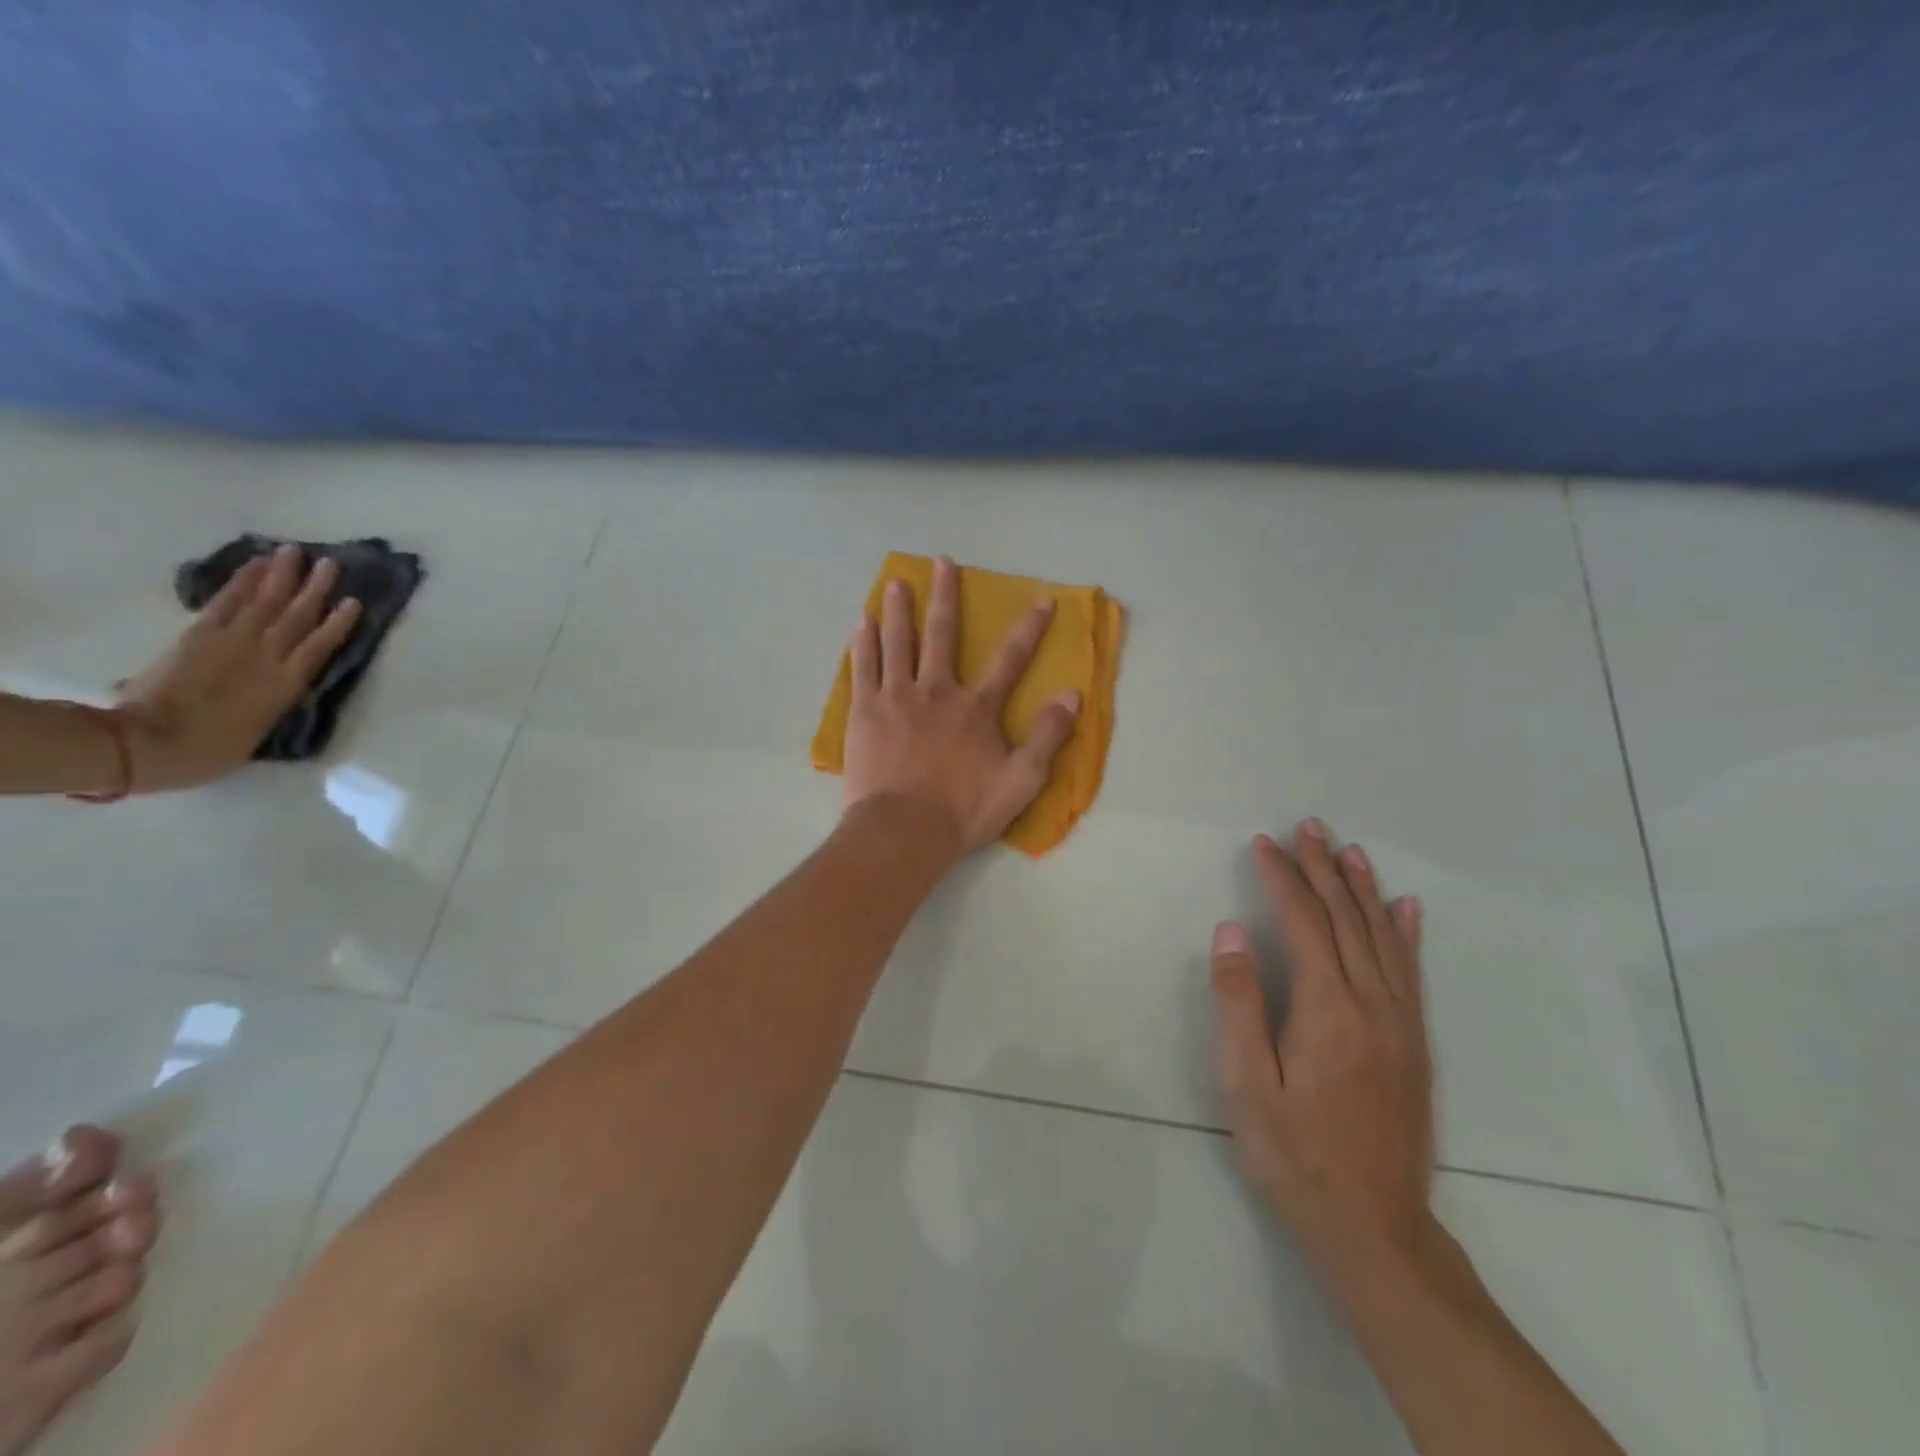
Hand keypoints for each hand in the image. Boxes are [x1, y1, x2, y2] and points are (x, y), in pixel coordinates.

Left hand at [115, 544, 363, 791]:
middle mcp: (267, 657)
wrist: (151, 744)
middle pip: (296, 616)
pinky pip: (227, 603)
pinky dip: (242, 582)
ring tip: (295, 554)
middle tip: (330, 563)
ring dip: (282, 577)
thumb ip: (269, 701)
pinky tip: (255, 567)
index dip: (338, 623)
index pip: (320, 646)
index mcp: (287, 685)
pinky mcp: (200, 636)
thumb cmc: (211, 750)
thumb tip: (273, 687)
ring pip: (266, 603)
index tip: (354, 601)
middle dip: (314, 589)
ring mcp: (233, 643)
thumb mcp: (255, 729)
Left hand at [842, 555, 1080, 853]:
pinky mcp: (864, 712)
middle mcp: (936, 691)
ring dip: (899, 609)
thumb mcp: (1021, 780)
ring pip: (898, 642)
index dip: (1030, 629)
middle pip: (942, 635)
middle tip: (942, 562)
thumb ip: (1048, 737)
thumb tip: (1072, 695)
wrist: (903, 830)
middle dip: (945, 596)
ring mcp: (896, 697)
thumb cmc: (963, 809)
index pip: (1010, 660)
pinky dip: (863, 643)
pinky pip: (863, 668)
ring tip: (896, 581)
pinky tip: (862, 622)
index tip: (1043, 600)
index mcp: (975, 708)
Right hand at [1209, 819, 1434, 1274]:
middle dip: (1323, 869)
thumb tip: (1233, 932)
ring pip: (1382, 938)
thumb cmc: (1295, 1155)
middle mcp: (1371, 1004)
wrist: (1375, 1228)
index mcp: (1327, 1009)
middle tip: (1308, 827)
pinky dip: (1405, 934)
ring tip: (1348, 851)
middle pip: (1346, 919)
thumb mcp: (1246, 1084)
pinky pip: (1410, 973)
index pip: (1304, 922)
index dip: (1283, 878)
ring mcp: (1400, 1024)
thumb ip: (1239, 1002)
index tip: (1262, 844)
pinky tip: (1405, 910)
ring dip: (1362, 889)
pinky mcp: (1414, 1045)